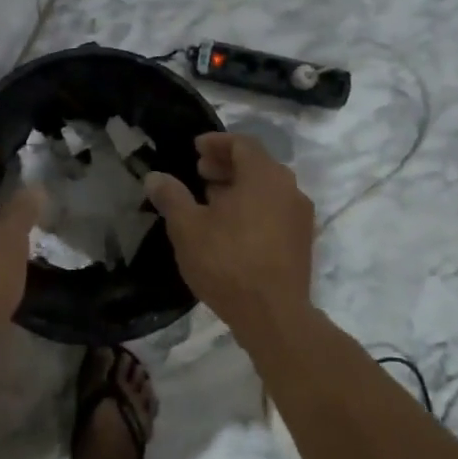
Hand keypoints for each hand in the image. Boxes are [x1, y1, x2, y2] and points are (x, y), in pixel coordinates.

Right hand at [144, 133, 314, 333]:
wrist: (273, 315)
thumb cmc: (227, 262)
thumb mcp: (187, 227)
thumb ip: (171, 196)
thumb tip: (155, 177)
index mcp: (264, 175)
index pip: (242, 143)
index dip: (216, 143)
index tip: (195, 148)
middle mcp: (289, 188)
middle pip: (257, 164)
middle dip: (226, 164)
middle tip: (199, 173)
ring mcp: (300, 216)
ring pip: (267, 188)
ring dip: (239, 186)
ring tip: (211, 200)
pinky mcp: (302, 241)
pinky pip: (275, 209)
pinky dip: (254, 206)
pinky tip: (231, 227)